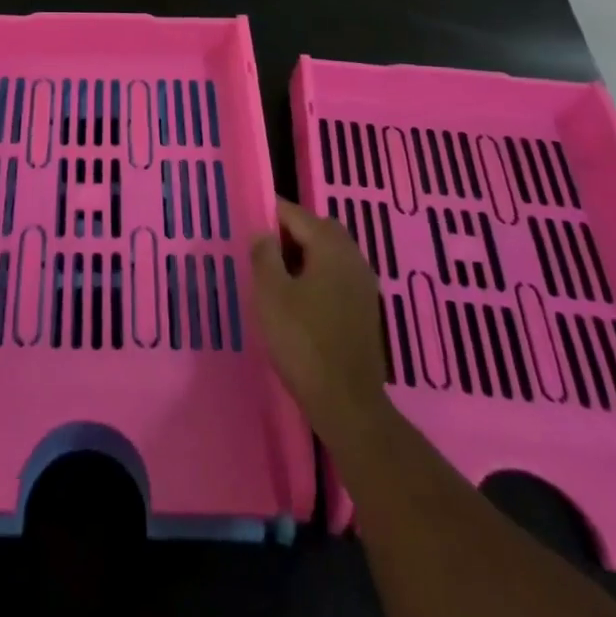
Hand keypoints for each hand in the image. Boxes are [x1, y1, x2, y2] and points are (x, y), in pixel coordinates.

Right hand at [250, 198, 390, 446]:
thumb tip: (263, 232)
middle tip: (265, 249)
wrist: (347, 402)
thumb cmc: (302, 341)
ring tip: (279, 274)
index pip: (297, 215)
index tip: (249, 222)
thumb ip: (264, 255)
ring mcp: (364, 285)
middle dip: (292, 232)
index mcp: (330, 247)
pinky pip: (340, 275)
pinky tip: (301, 298)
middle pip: (320, 229)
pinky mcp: (367, 309)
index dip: (271, 214)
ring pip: (332, 253)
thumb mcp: (270, 294)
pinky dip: (320, 274)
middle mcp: (353, 258)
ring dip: (307, 254)